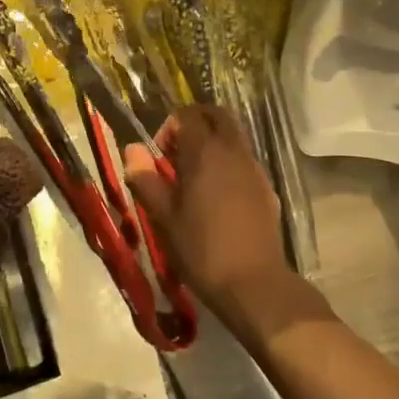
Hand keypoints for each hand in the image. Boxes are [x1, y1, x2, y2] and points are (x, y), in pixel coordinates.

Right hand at [123, 106, 288, 314]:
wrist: (253, 284)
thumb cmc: (201, 249)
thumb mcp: (164, 217)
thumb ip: (146, 179)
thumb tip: (131, 150)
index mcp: (205, 153)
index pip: (187, 115)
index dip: (169, 128)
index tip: (159, 157)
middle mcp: (234, 151)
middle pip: (217, 115)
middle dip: (195, 124)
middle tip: (176, 154)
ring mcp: (255, 169)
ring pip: (234, 137)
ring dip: (213, 143)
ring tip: (195, 179)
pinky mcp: (267, 189)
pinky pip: (245, 161)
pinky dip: (229, 164)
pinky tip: (218, 199)